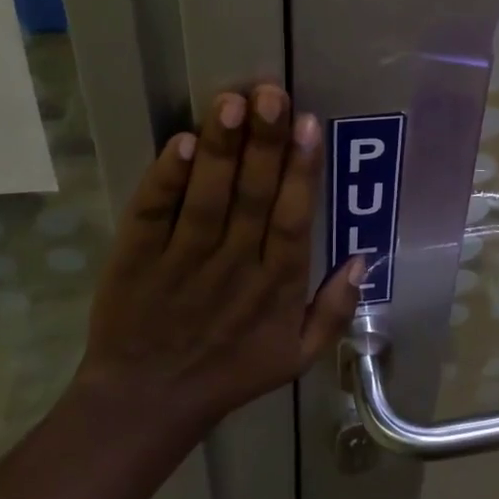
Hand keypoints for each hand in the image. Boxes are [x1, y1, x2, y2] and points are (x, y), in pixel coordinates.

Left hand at [76, 85, 362, 432]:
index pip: (293, 221)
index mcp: (274, 288)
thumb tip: (363, 257)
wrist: (144, 403)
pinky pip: (151, 214)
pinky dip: (165, 179)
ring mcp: (180, 262)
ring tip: (231, 103)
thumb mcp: (296, 357)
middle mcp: (232, 268)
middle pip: (252, 198)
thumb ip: (335, 310)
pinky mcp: (134, 259)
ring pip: (206, 197)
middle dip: (264, 143)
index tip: (310, 125)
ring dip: (220, 149)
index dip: (302, 172)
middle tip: (271, 95)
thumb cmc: (228, 373)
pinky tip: (180, 143)